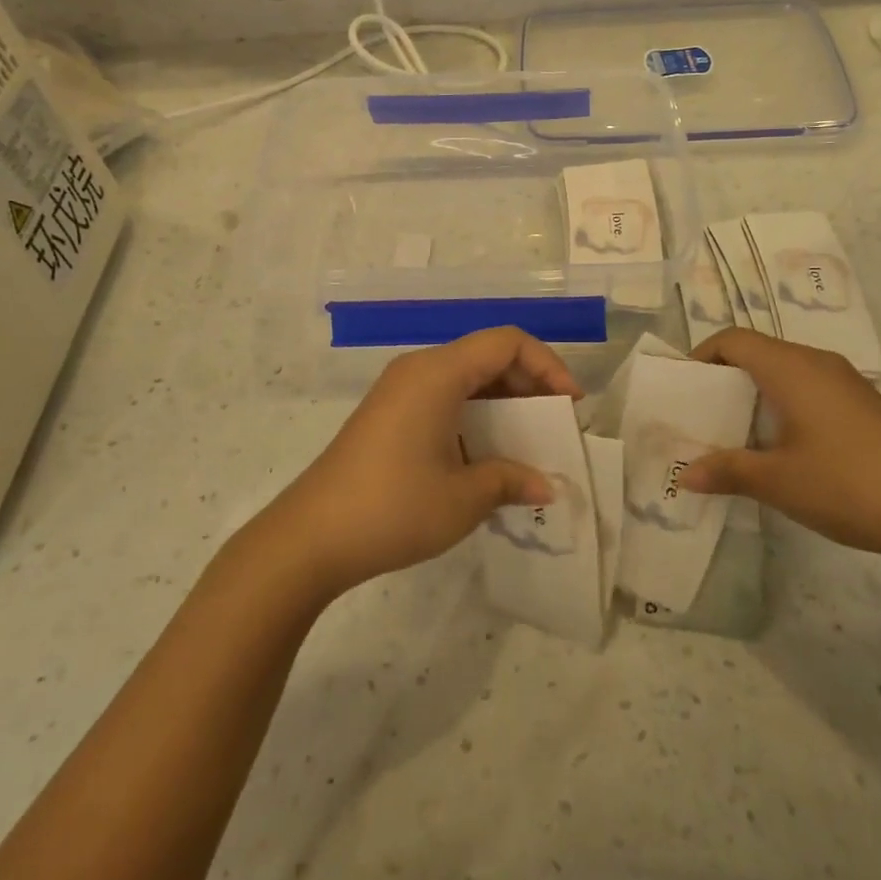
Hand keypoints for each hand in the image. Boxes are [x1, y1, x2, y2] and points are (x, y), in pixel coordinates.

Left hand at [263, 327, 582, 599]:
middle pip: (487, 356)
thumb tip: (546, 485)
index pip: (506, 342)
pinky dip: (475, 415)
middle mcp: (419, 370)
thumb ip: (511, 480)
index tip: (570, 404)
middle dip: (529, 384)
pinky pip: (444, 398)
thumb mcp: (463, 498)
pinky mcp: (389, 414)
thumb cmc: (393, 507)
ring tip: (527, 443)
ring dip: (502, 403)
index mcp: (438, 373)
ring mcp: (399, 391)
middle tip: (554, 425)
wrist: (311, 537)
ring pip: (466, 378)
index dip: (547, 365)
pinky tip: (487, 455)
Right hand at [679, 330, 880, 566]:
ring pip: (784, 373)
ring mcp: (846, 384)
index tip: (682, 391)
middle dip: (723, 379)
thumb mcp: (778, 481)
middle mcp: (817, 363)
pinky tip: (783, 451)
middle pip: (757, 353)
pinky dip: (782, 408)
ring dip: (754, 396)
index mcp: (791, 367)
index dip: (701, 356)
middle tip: (701, 417)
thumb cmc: (850, 484)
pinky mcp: (865, 408)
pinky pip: (809, 391)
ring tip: (735, 436)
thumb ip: (727, 471)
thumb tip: (685, 475)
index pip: (733, 340)